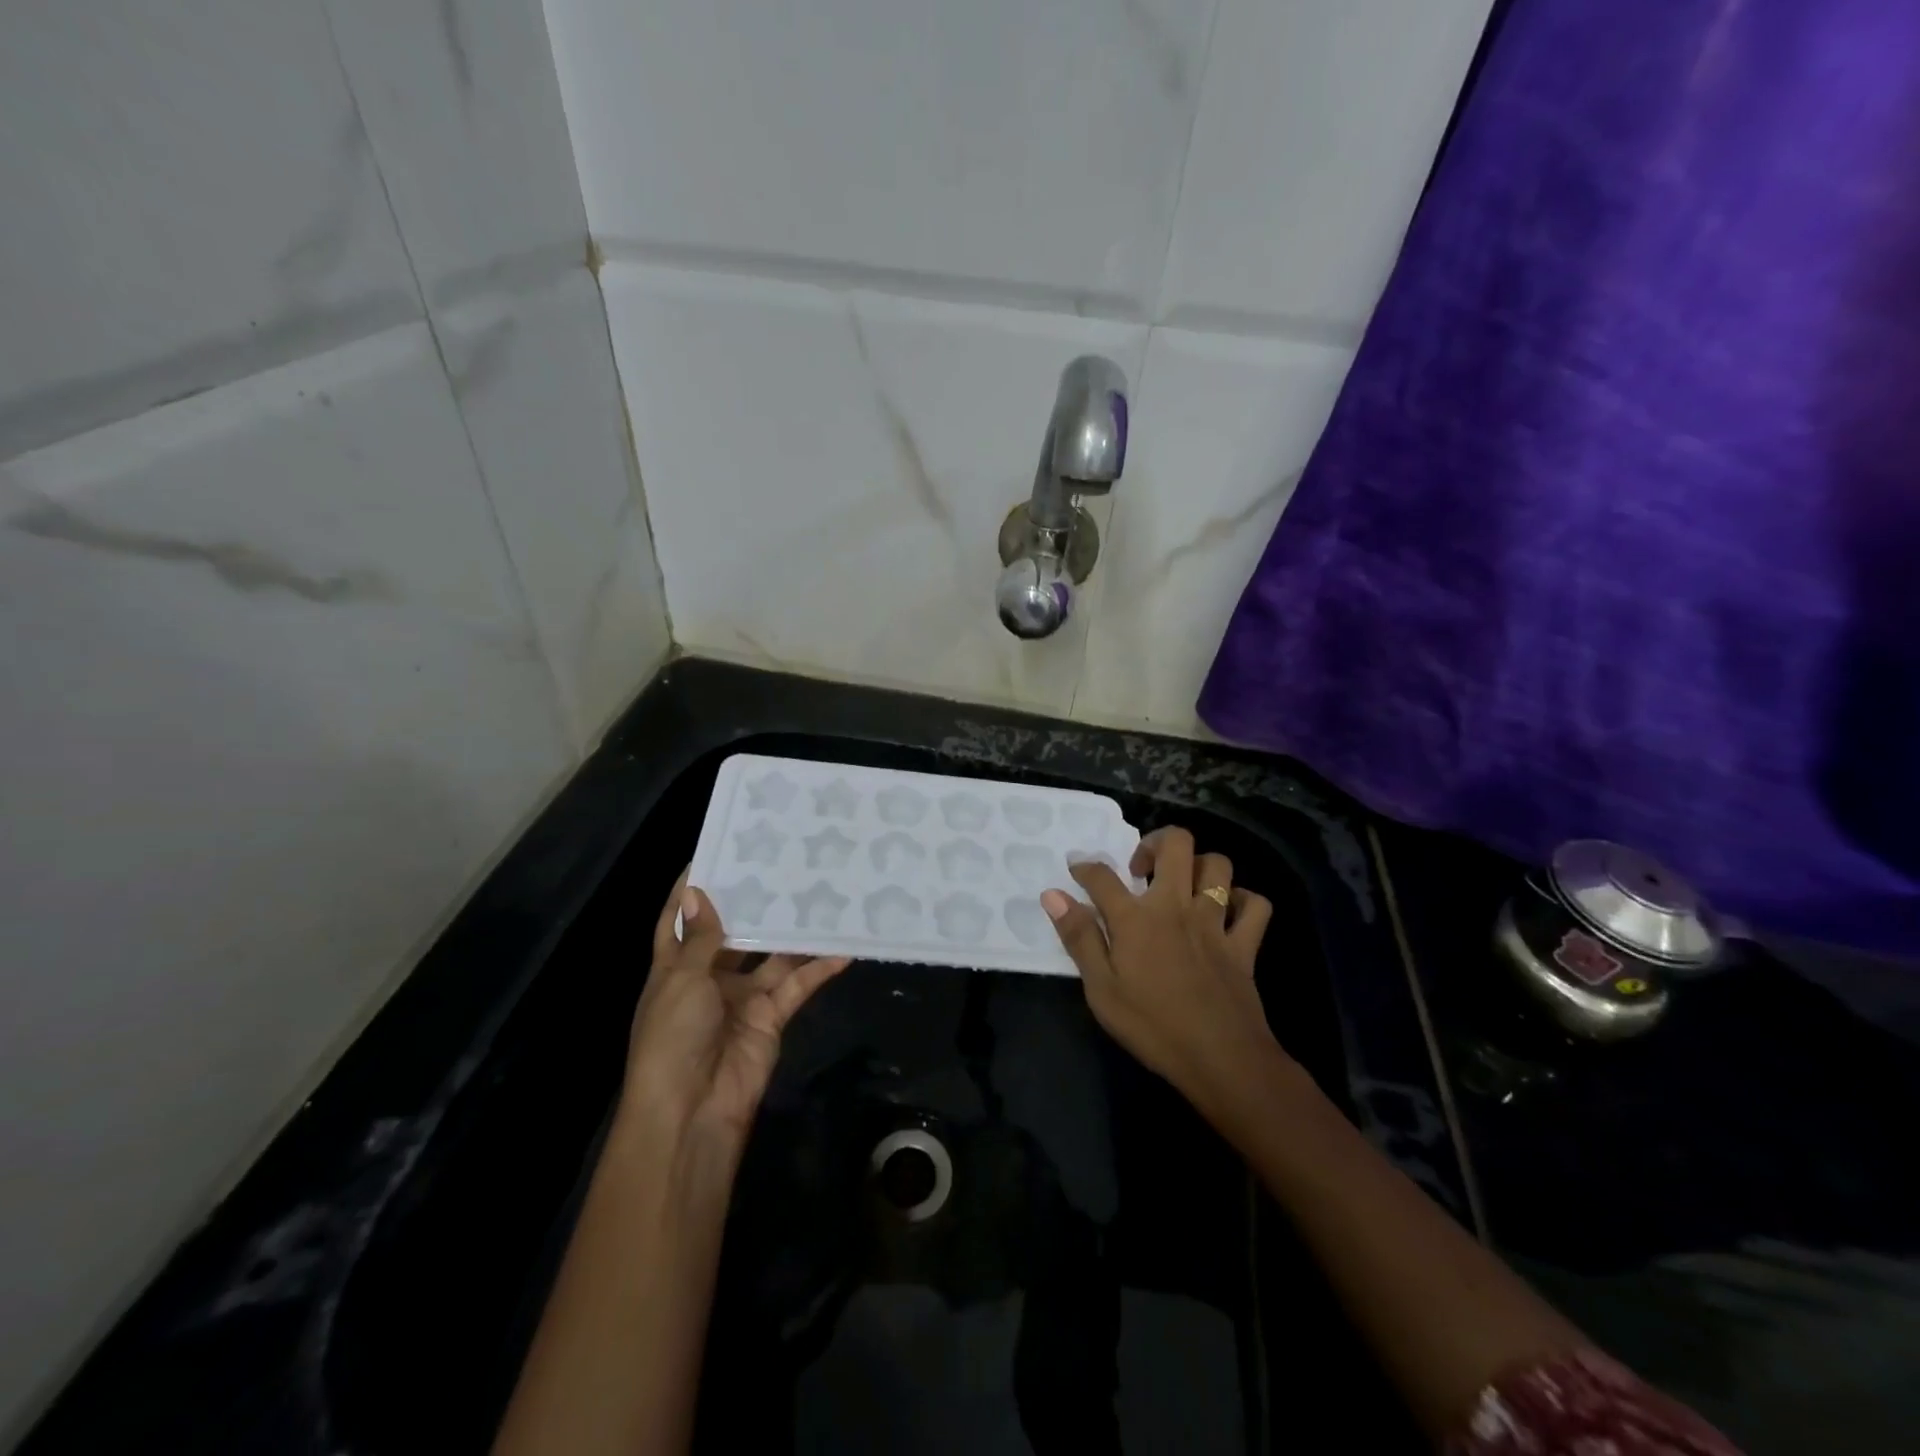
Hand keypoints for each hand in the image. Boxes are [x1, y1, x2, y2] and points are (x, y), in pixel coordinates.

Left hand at [621, 869, 849, 1148]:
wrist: (692, 1111)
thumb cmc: (673, 1037)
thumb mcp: (681, 981)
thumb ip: (701, 938)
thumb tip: (699, 891)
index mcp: (675, 968)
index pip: (679, 921)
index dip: (691, 890)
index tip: (714, 852)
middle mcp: (708, 978)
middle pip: (733, 933)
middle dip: (753, 904)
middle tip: (781, 864)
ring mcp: (742, 998)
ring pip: (772, 956)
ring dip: (792, 932)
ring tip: (819, 893)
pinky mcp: (771, 1016)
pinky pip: (797, 985)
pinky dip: (819, 968)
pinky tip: (843, 947)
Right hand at [1042, 827, 1280, 1114]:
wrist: (1222, 1060)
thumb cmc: (1153, 1027)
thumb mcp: (1101, 990)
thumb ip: (1079, 937)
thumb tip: (1053, 895)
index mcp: (1137, 918)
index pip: (1103, 876)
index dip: (1085, 867)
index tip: (1078, 870)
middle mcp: (1177, 906)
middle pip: (1176, 844)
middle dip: (1155, 841)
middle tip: (1141, 867)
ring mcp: (1215, 922)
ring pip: (1218, 865)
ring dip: (1199, 865)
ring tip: (1182, 884)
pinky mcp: (1245, 944)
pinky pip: (1256, 905)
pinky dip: (1243, 900)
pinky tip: (1227, 912)